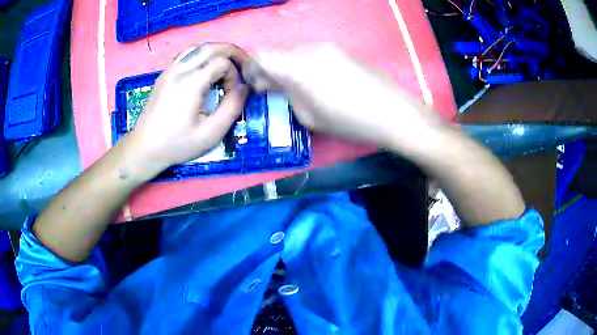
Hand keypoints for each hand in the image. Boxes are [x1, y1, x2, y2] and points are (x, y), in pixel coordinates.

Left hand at [126, 43, 249, 174]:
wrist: (144, 149)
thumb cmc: (177, 145)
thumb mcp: (211, 133)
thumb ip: (232, 107)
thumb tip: (244, 87)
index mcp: (190, 82)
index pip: (222, 61)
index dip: (235, 74)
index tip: (234, 93)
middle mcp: (179, 69)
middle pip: (213, 47)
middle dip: (232, 54)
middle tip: (243, 68)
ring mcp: (170, 70)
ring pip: (200, 47)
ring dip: (218, 53)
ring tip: (227, 68)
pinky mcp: (165, 74)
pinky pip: (188, 54)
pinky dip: (203, 56)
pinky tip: (206, 71)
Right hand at [243, 45, 441, 147]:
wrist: (393, 112)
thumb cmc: (350, 121)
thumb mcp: (309, 115)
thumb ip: (286, 94)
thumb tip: (272, 83)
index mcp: (298, 65)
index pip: (261, 55)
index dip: (252, 68)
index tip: (253, 84)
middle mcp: (309, 48)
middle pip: (277, 51)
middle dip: (268, 68)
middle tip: (268, 88)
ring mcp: (327, 46)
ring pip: (293, 51)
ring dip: (285, 66)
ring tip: (290, 86)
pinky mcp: (340, 50)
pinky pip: (310, 52)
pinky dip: (301, 64)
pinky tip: (310, 80)